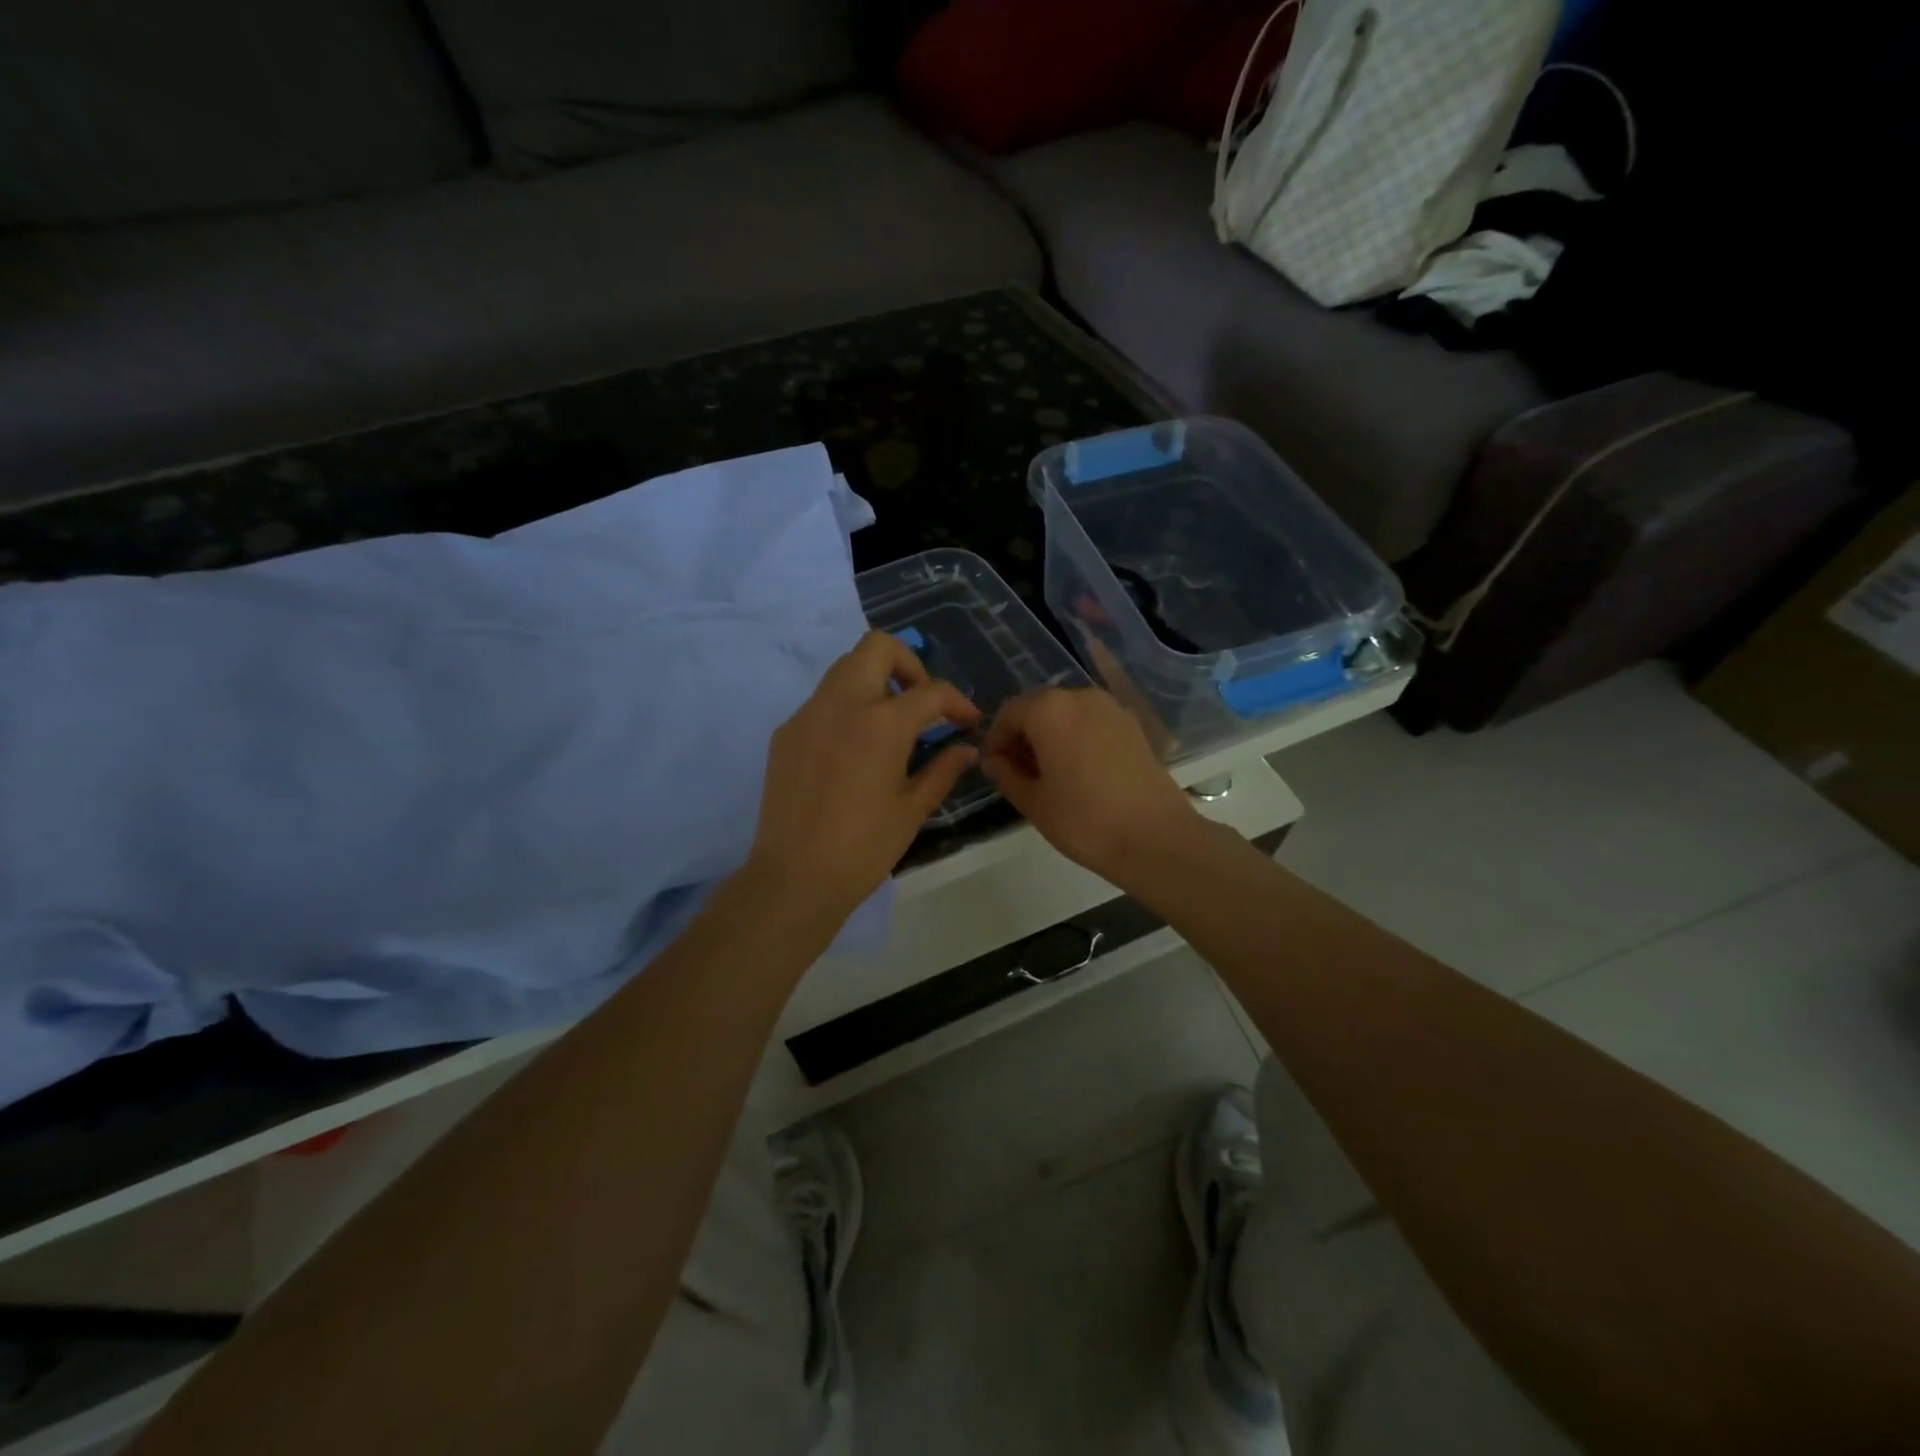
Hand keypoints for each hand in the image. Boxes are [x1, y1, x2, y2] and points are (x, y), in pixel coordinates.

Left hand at [747, 631, 980, 921]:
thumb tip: (966, 749)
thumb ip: (943, 770)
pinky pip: (822, 701)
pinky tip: (854, 749)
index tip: (968, 722)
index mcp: (881, 724)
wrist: (794, 878)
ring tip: (890, 724)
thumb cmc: (863, 848)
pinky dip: (846, 707)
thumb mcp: (912, 810)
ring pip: (845, 668)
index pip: (930, 691)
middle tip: (921, 703)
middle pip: (877, 647)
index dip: (958, 703)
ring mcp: (807, 715)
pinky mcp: (785, 733)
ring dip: (875, 681)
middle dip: (908, 665)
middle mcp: (841, 704)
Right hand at [981, 687, 1202, 886]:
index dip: (996, 739)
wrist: (1155, 838)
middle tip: (1018, 772)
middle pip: (1039, 707)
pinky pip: (1092, 722)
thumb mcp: (1033, 802)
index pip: (1009, 712)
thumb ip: (1006, 774)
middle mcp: (1080, 696)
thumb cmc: (1084, 820)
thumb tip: (994, 760)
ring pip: (1067, 713)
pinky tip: (1079, 771)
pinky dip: (1077, 737)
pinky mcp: (1133, 725)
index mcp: (1049, 709)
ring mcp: (1111, 708)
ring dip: (1051, 735)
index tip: (994, 767)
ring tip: (1049, 774)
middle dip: (1023, 734)